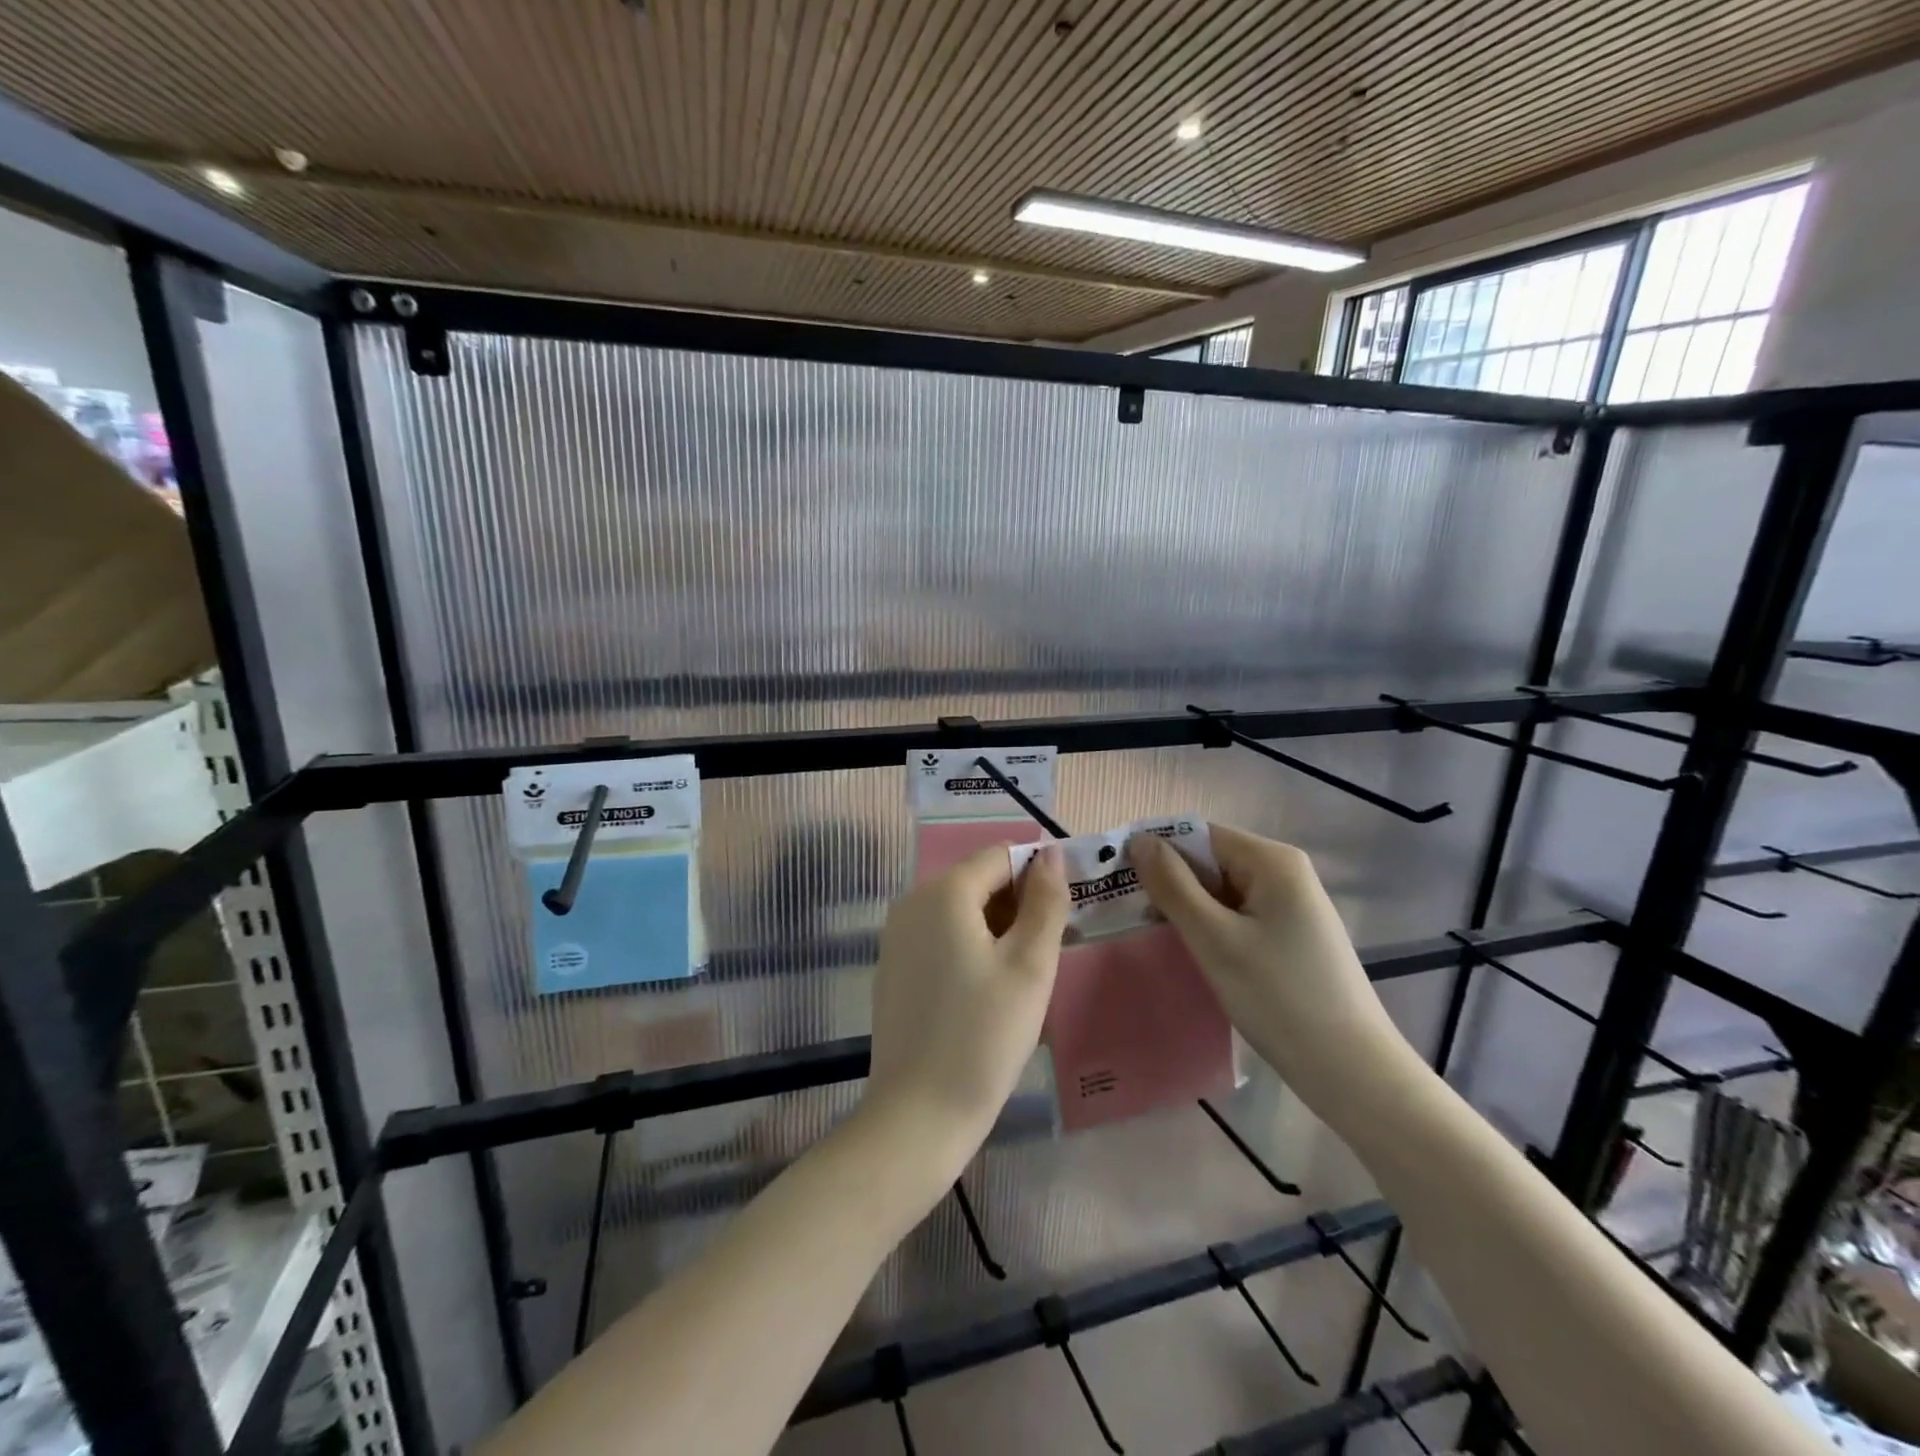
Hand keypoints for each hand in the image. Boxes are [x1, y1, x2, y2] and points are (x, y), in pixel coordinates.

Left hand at [863, 845, 1069, 1165]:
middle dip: (1018, 904)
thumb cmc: (984, 1036)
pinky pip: (940, 935)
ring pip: (960, 909)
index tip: (1064, 915)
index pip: (1000, 856)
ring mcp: (897, 934)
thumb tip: (1052, 853)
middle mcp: (912, 901)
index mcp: (944, 892)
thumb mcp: (1030, 966)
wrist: (918, 1115)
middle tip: (1048, 953)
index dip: (1038, 876)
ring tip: (1022, 976)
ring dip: (997, 927)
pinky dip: (970, 946)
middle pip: (978, 880)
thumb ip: (1046, 901)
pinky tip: (987, 990)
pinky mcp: (893, 965)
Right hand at [1128, 824, 1411, 1106]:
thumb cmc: (1280, 998)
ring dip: (1188, 908)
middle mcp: (1285, 872)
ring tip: (1153, 935)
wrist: (1353, 1073)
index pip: (1199, 835)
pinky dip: (1211, 927)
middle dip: (1171, 883)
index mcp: (1272, 861)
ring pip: (1222, 891)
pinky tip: (1192, 953)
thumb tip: (1139, 840)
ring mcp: (1292, 906)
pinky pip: (1238, 915)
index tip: (1120, 882)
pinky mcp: (1292, 936)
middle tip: (1130, 915)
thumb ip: (1173, 886)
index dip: (1157, 852)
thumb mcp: (1215, 939)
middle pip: (1211, 860)